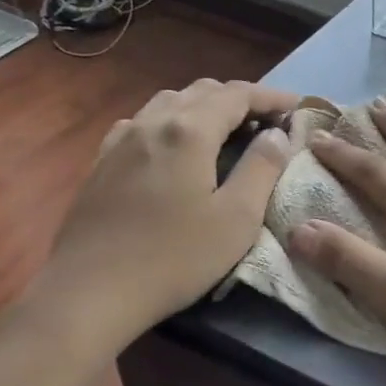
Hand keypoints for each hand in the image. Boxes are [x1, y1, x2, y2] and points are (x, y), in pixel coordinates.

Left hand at [31, 79, 298, 369]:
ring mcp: (121, 140)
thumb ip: (262, 168)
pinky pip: (142, 122)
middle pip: (202, 91)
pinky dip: (170, 121)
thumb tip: (276, 134)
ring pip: (169, 101)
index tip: (296, 107)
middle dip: (239, 98)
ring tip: (224, 129)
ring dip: (203, 106)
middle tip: (266, 122)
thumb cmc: (173, 258)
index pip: (238, 94)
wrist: (89, 294)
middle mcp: (153, 122)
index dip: (271, 97)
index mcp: (190, 131)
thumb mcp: (236, 218)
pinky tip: (171, 145)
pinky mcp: (101, 162)